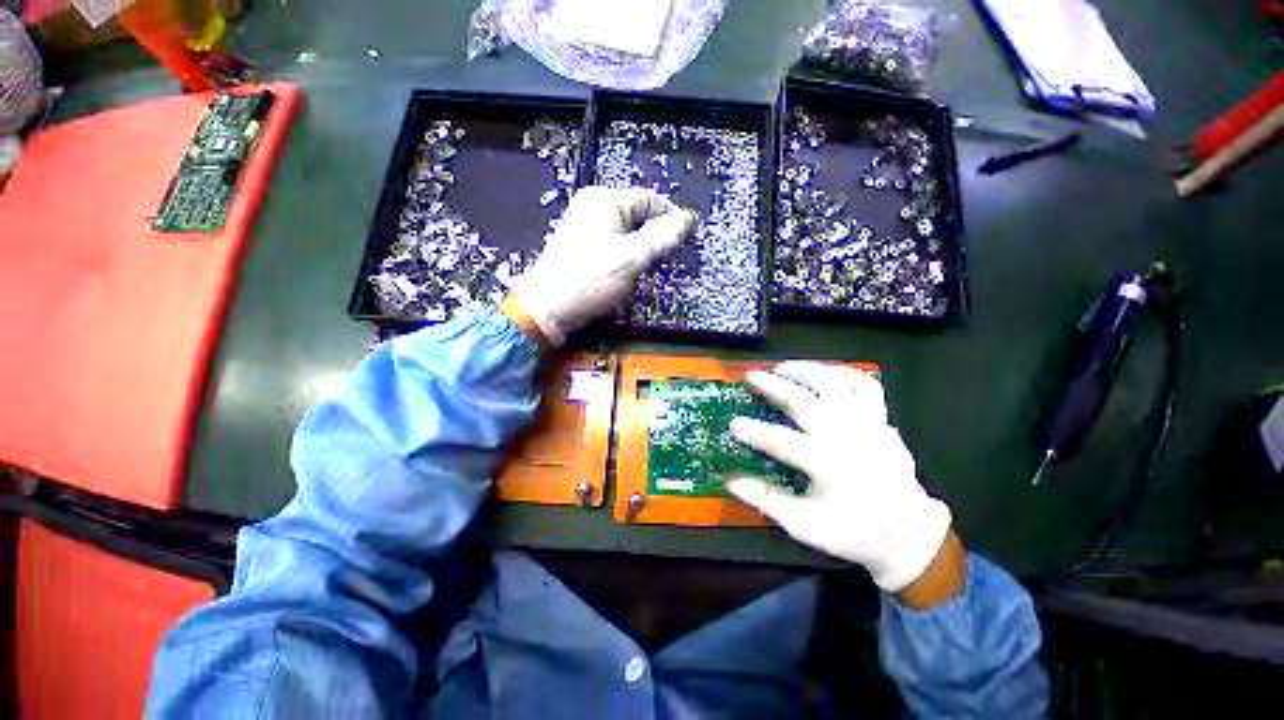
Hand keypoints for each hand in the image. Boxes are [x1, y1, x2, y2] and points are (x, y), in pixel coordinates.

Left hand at [510, 186, 697, 346]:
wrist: (547, 309)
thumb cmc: (590, 280)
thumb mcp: (633, 258)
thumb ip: (663, 236)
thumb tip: (687, 219)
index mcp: (603, 200)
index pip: (649, 198)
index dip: (671, 217)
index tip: (684, 241)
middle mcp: (592, 206)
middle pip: (637, 214)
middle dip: (655, 235)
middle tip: (665, 259)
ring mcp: (583, 225)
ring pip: (625, 231)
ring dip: (641, 248)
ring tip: (647, 268)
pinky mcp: (580, 245)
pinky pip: (612, 243)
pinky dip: (625, 255)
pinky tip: (626, 272)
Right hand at [727, 361, 953, 593]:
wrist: (907, 533)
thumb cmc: (853, 532)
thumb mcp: (805, 525)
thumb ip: (766, 499)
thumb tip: (729, 479)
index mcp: (829, 466)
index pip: (782, 442)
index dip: (754, 431)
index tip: (733, 423)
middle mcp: (848, 437)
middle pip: (803, 402)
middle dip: (773, 386)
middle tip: (751, 377)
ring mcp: (868, 424)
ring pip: (835, 383)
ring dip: (805, 371)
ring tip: (781, 368)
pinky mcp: (881, 419)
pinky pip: (865, 385)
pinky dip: (843, 373)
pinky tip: (824, 373)